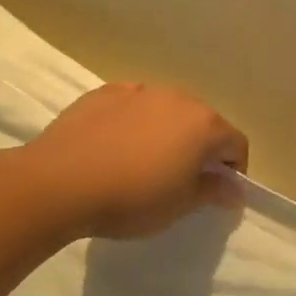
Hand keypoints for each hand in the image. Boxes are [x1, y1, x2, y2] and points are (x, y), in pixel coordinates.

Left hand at [22, 82, 248, 239]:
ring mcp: (139, 91)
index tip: (219, 191)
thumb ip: (213, 192)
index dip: (234, 168)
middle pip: (204, 122)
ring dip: (168, 132)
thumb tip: (236, 190)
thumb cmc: (132, 198)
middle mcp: (178, 99)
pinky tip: (116, 147)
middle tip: (184, 178)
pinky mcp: (104, 92)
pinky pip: (133, 106)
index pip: (236, 143)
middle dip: (202, 147)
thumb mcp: (180, 205)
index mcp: (204, 125)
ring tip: (147, 161)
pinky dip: (135, 122)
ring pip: (167, 110)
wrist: (58, 182)